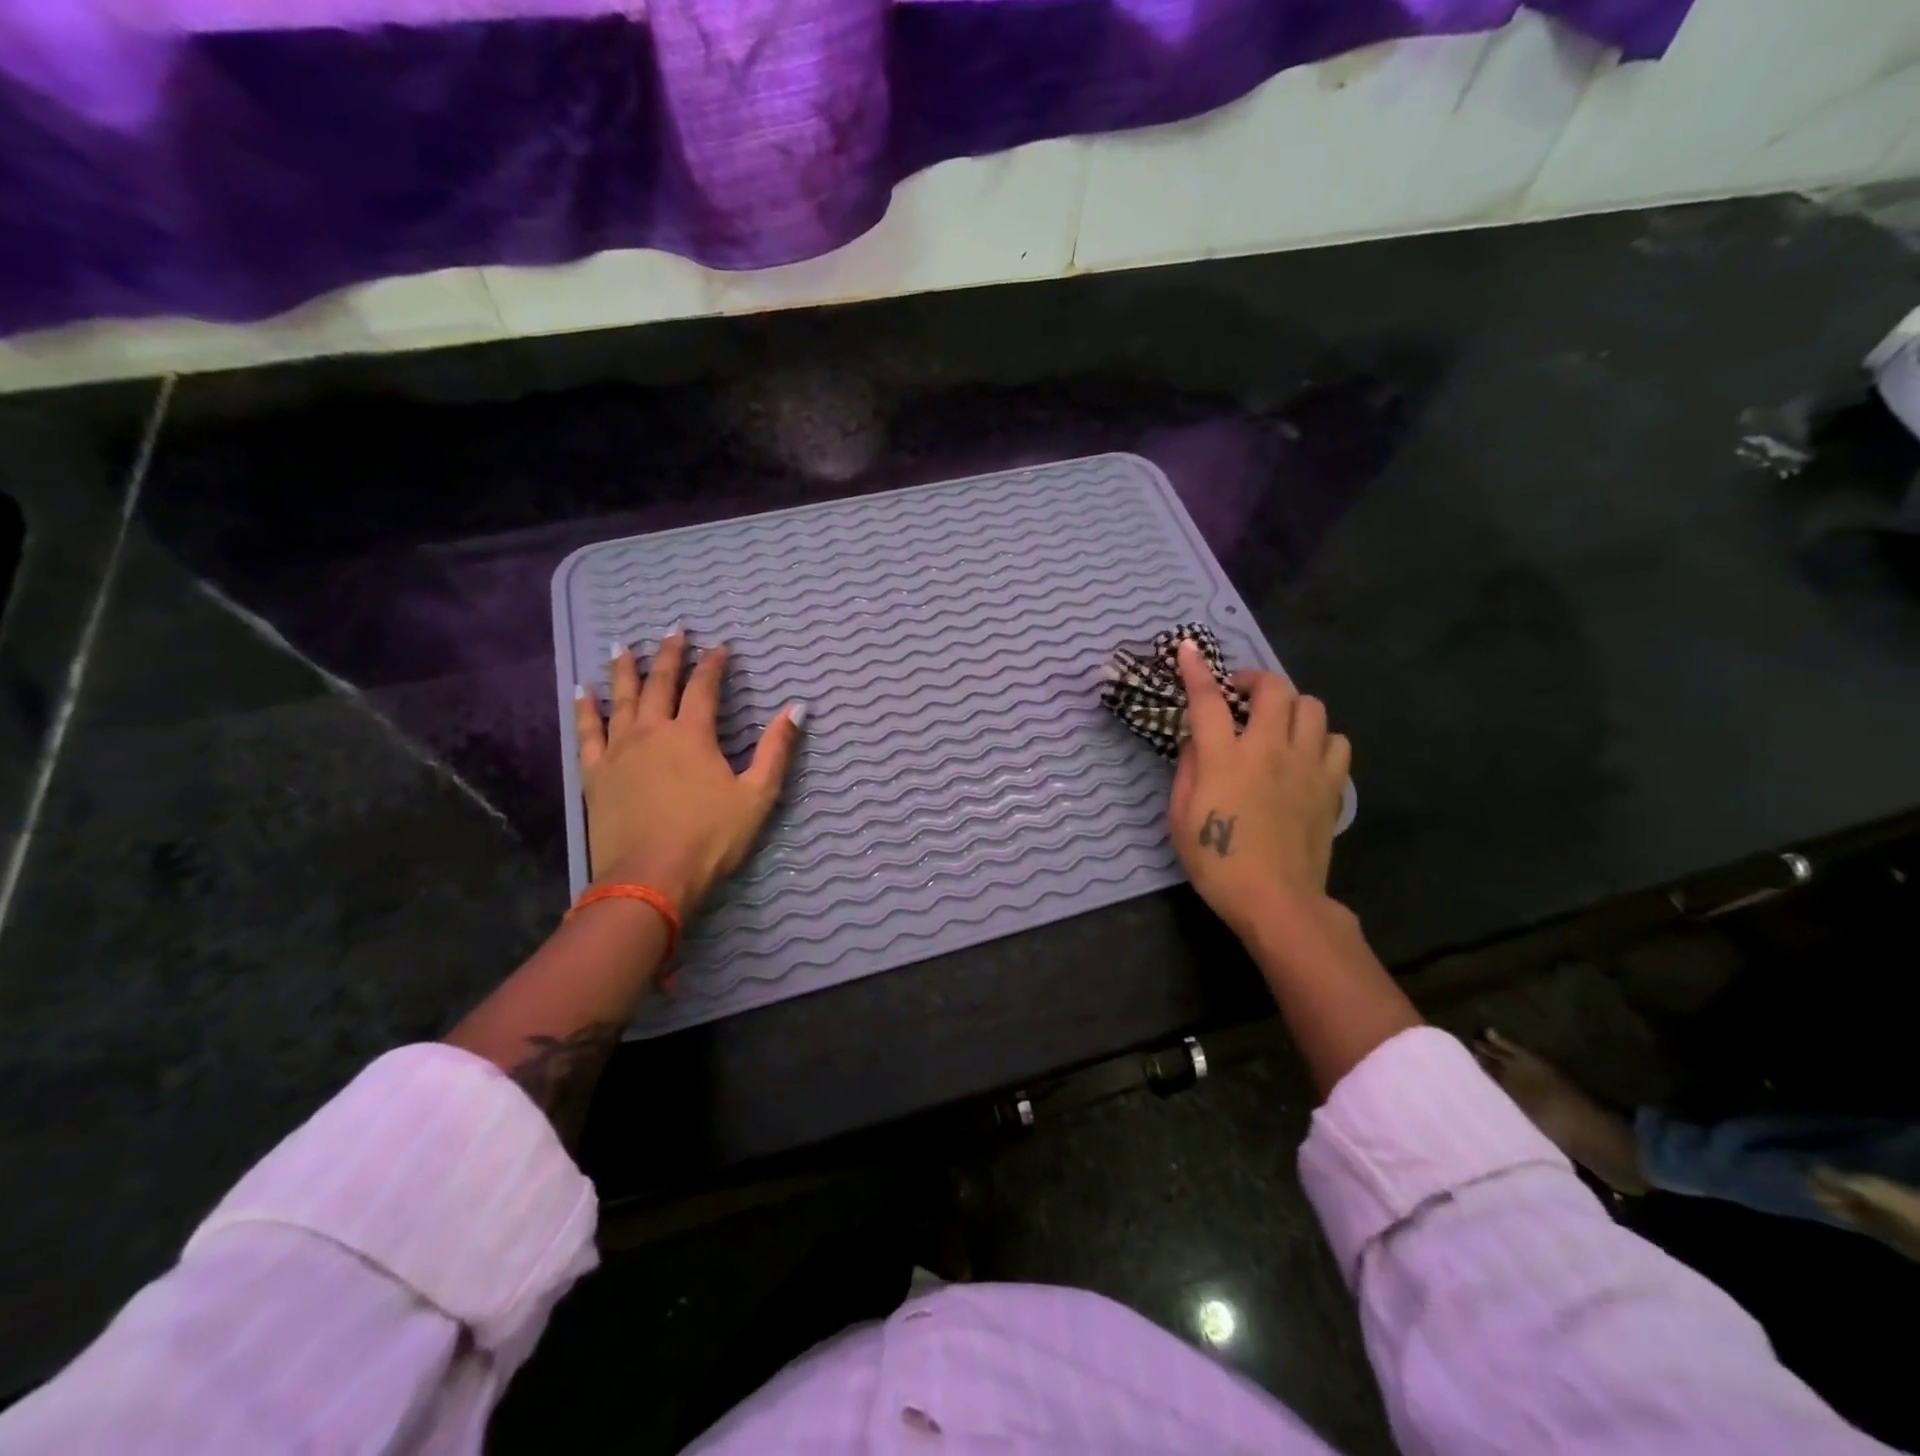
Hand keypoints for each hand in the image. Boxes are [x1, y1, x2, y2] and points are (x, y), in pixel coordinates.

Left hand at [573, 631, 802, 916]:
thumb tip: (797, 709)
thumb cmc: (710, 838)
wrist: (650, 878)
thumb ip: (776, 750)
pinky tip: (582, 691)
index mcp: (693, 735)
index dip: (713, 664)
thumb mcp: (756, 796)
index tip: (720, 646)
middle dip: (669, 655)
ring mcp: (620, 750)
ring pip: (621, 699)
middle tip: (673, 631)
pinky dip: (586, 709)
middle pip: (660, 683)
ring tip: (622, 646)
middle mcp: (653, 731)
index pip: (704, 688)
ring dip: (624, 670)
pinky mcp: (596, 773)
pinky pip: (587, 731)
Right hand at [1168, 639, 1349, 942]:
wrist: (1277, 900)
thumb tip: (1197, 740)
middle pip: (1273, 688)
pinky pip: (1335, 740)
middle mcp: (1269, 750)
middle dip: (1254, 679)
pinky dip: (1319, 737)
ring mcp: (1307, 765)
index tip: (1188, 649)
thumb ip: (1187, 770)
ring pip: (1311, 706)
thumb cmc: (1217, 862)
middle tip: (1240, 695)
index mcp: (1225, 758)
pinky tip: (1305, 753)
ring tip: (1276, 723)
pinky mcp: (1331, 785)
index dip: (1196, 671)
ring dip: (1290, 705)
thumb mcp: (1180, 817)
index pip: (1208, 700)